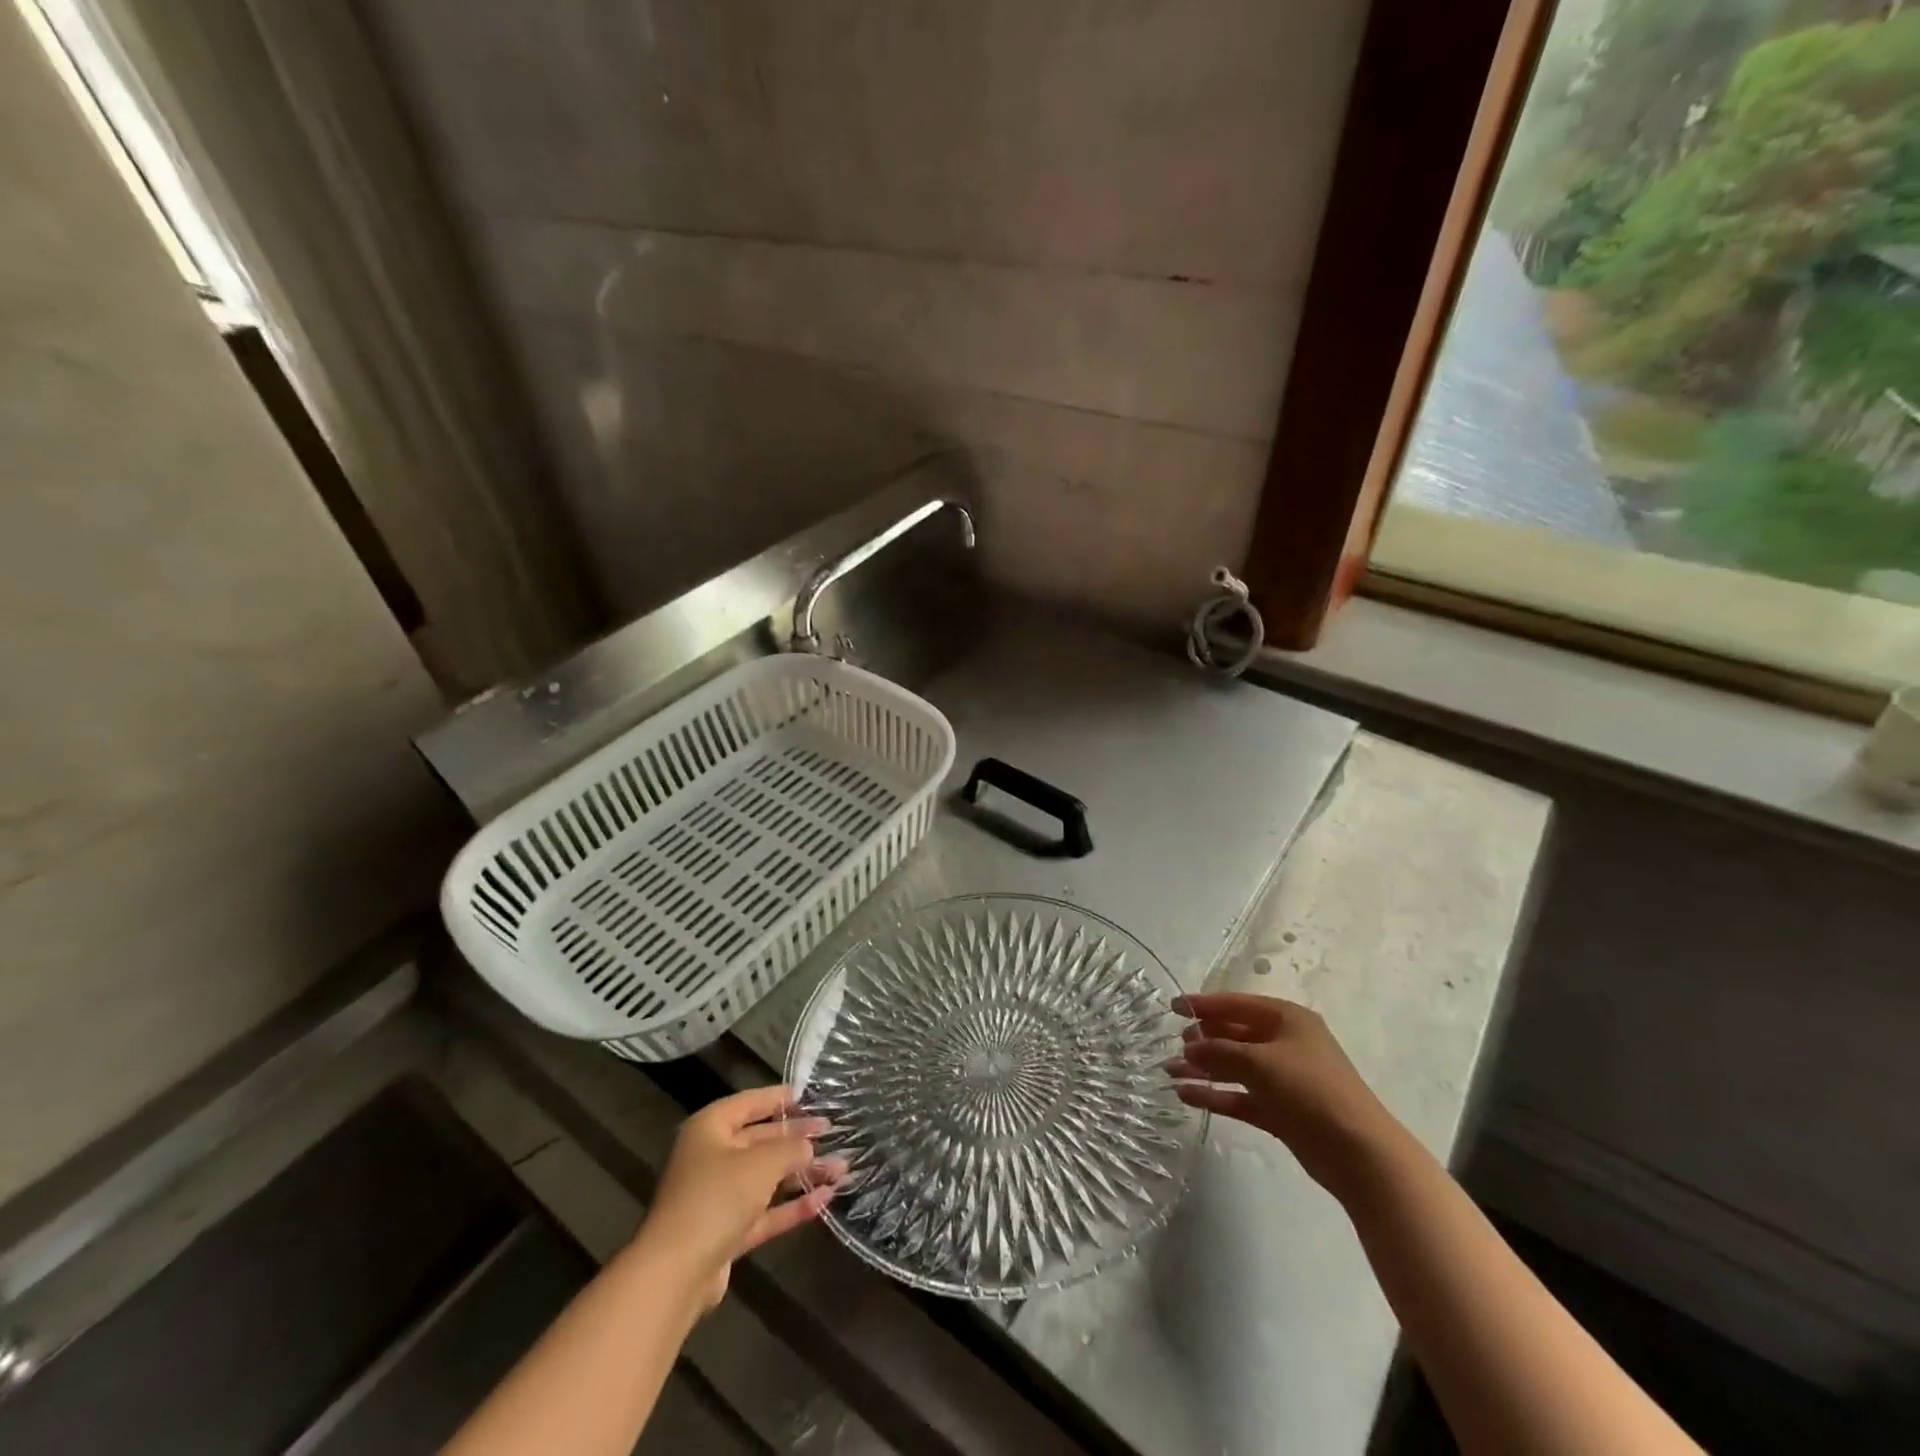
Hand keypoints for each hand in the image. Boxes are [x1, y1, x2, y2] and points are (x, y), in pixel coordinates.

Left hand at [636, 1085, 845, 1309]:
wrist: (676, 1273)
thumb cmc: (717, 1197)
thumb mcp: (762, 1163)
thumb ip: (791, 1149)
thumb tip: (809, 1145)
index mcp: (710, 1128)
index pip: (749, 1103)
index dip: (778, 1098)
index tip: (808, 1095)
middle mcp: (711, 1158)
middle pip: (760, 1140)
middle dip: (797, 1138)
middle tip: (831, 1131)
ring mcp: (718, 1197)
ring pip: (766, 1178)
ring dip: (802, 1174)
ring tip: (841, 1168)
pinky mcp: (726, 1233)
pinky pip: (765, 1211)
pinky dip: (792, 1206)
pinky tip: (824, 1199)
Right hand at [1167, 992, 1402, 1195]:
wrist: (1358, 1153)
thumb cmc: (1309, 1089)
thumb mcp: (1259, 1062)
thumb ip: (1219, 1050)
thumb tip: (1190, 1047)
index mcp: (1286, 1019)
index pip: (1237, 1004)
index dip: (1204, 1004)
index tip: (1173, 1007)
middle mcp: (1285, 1044)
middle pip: (1235, 1034)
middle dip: (1203, 1039)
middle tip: (1174, 1045)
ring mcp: (1283, 1079)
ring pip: (1234, 1067)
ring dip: (1203, 1068)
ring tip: (1169, 1072)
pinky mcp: (1280, 1111)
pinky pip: (1240, 1096)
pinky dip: (1215, 1095)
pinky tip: (1186, 1095)